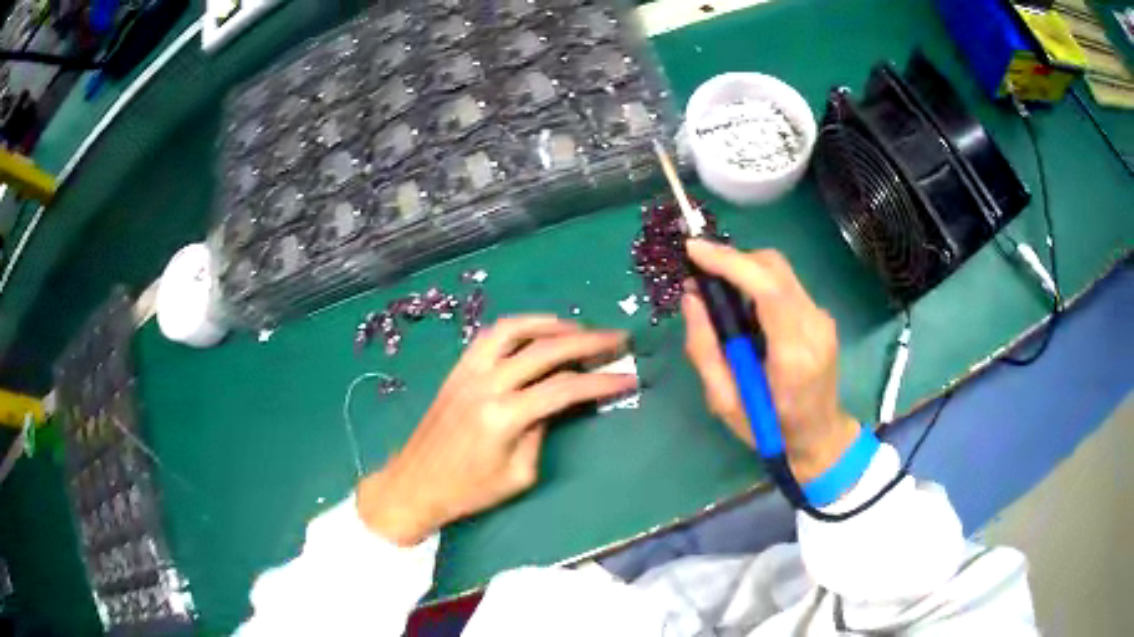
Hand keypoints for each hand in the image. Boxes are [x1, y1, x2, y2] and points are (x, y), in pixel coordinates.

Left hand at [357, 316, 635, 545]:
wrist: (415, 484)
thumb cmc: (468, 491)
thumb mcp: (518, 475)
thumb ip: (541, 433)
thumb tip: (555, 402)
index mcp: (504, 417)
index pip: (565, 389)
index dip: (601, 382)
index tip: (629, 377)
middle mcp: (487, 385)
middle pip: (545, 350)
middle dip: (587, 341)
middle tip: (617, 338)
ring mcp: (468, 372)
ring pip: (514, 330)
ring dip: (550, 324)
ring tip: (578, 328)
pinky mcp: (458, 370)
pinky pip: (490, 336)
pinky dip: (518, 327)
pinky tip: (535, 332)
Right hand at [682, 240, 859, 483]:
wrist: (820, 436)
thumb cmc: (770, 430)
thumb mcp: (725, 403)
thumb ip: (705, 350)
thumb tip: (692, 299)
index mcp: (793, 355)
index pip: (768, 289)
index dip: (730, 262)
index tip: (693, 250)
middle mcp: (814, 326)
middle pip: (775, 267)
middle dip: (733, 260)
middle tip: (699, 273)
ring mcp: (822, 318)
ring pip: (779, 271)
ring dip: (744, 270)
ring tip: (716, 290)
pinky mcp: (820, 316)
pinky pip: (785, 285)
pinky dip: (757, 283)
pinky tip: (742, 307)